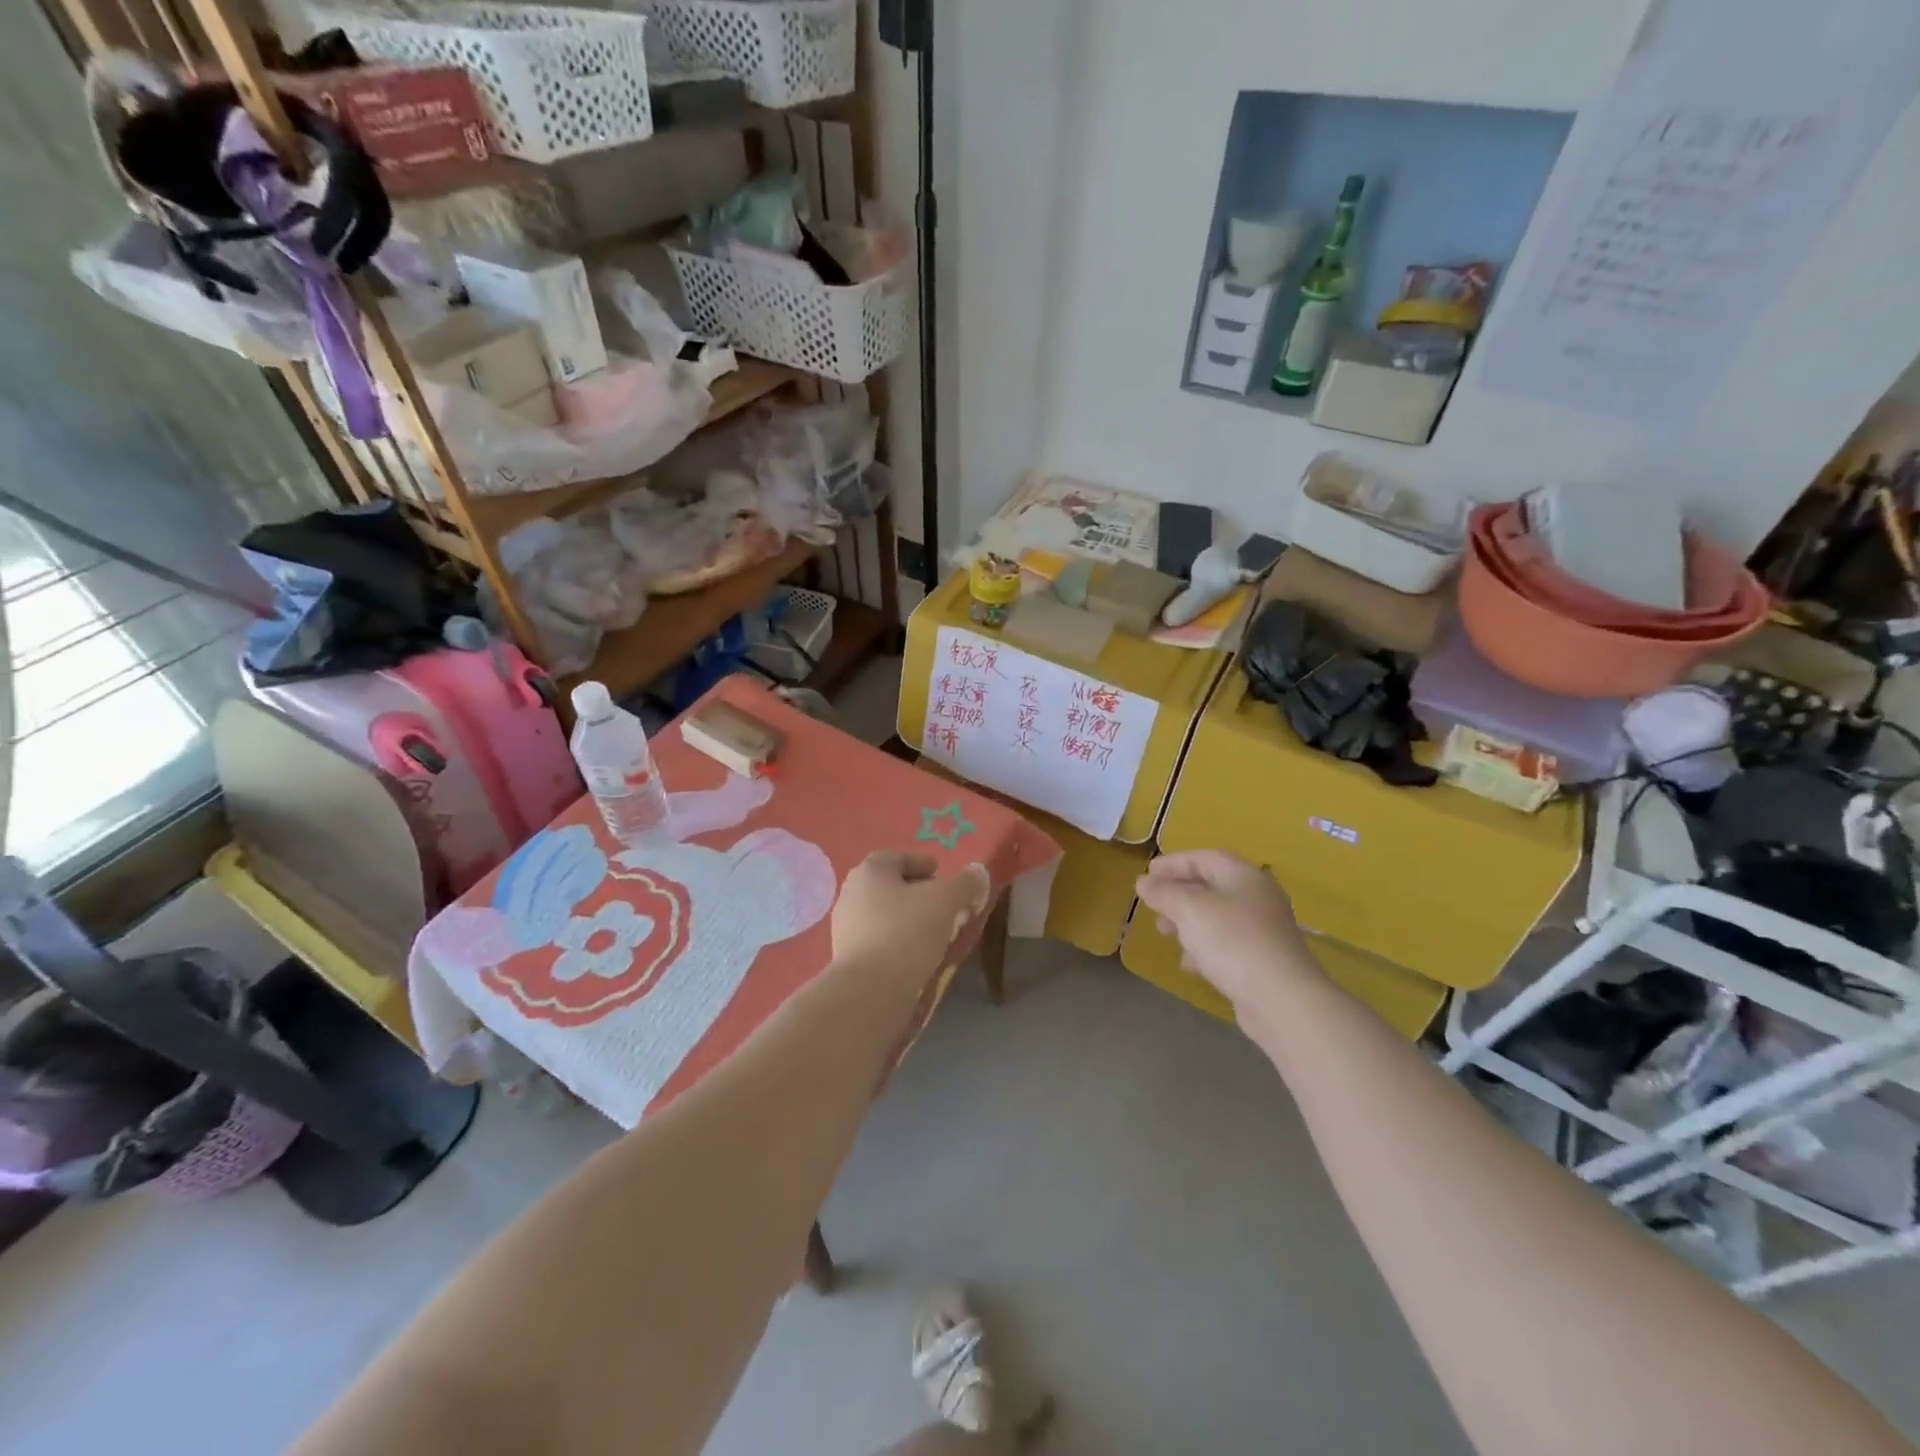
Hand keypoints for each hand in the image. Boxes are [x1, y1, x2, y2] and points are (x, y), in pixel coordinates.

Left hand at [832, 852, 991, 982]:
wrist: (868, 991)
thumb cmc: (906, 932)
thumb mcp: (945, 901)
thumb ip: (965, 884)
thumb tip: (978, 872)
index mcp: (869, 872)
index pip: (896, 857)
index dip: (921, 862)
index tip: (941, 874)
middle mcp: (852, 895)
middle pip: (890, 887)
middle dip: (918, 893)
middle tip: (945, 905)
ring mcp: (846, 928)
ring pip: (885, 915)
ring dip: (910, 920)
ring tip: (937, 933)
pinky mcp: (848, 959)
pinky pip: (880, 941)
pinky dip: (899, 942)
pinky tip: (919, 955)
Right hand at [1135, 851, 1318, 1013]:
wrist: (1282, 999)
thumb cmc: (1232, 941)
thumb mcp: (1189, 909)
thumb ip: (1163, 892)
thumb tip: (1144, 882)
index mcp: (1242, 875)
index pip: (1203, 858)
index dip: (1173, 863)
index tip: (1147, 874)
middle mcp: (1256, 896)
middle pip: (1210, 886)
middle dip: (1177, 895)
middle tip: (1153, 906)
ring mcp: (1263, 929)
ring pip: (1216, 916)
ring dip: (1187, 922)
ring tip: (1165, 934)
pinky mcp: (1263, 959)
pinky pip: (1226, 943)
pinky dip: (1204, 947)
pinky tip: (1189, 964)